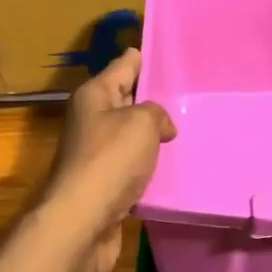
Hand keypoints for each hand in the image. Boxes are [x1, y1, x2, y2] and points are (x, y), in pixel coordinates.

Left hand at [40, 48, 176, 271]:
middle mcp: (91, 121)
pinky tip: (173, 167)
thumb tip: (161, 126)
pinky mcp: (104, 186)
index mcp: (94, 96)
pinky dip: (149, 166)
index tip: (163, 49)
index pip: (123, 66)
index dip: (141, 57)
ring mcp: (96, 155)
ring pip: (130, 136)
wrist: (82, 222)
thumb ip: (156, 113)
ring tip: (189, 129)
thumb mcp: (141, 122)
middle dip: (151, 98)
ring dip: (152, 136)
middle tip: (187, 92)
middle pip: (125, 100)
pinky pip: (132, 167)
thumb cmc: (110, 161)